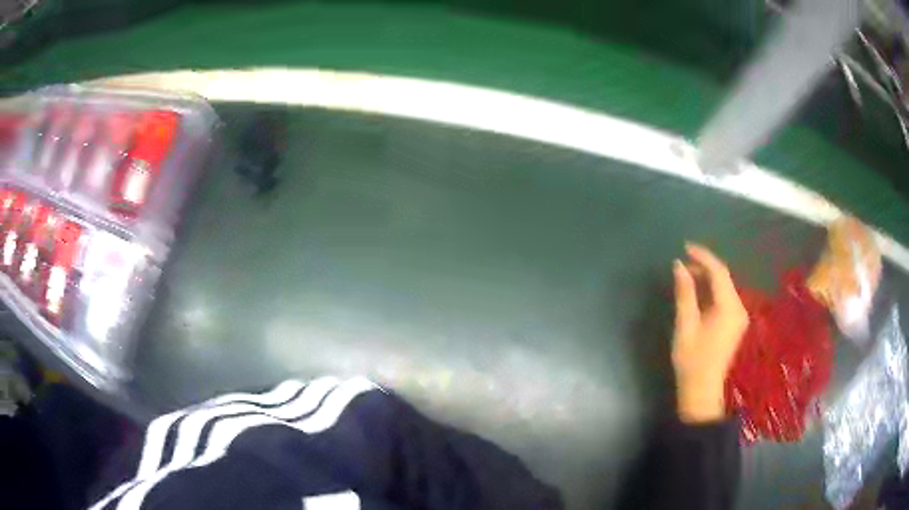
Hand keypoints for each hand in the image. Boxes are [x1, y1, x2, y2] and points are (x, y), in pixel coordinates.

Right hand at [671, 243, 748, 423]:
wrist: (702, 390)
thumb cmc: (692, 359)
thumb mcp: (685, 325)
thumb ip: (685, 293)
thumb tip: (678, 265)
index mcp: (729, 307)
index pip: (719, 272)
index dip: (703, 256)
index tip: (685, 247)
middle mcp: (739, 308)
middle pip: (724, 277)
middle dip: (704, 266)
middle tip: (682, 263)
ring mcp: (739, 316)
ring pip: (724, 287)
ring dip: (707, 278)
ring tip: (686, 275)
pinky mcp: (735, 323)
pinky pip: (725, 297)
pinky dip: (711, 290)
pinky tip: (698, 291)